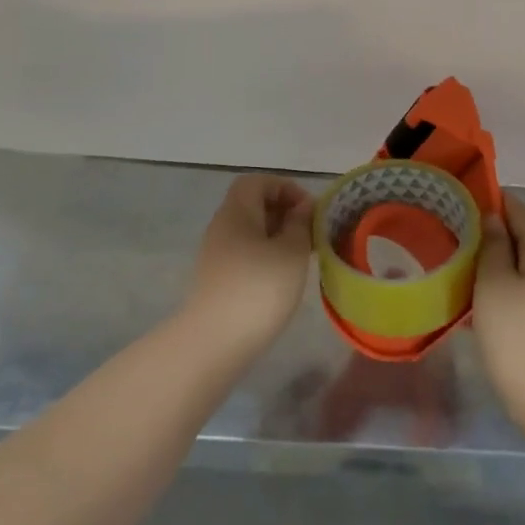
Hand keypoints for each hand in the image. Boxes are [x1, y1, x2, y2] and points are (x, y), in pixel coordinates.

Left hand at [179, 174, 315, 357]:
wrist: (214, 343)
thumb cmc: (259, 289)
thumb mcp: (292, 252)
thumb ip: (300, 224)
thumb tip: (301, 208)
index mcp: (237, 211)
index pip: (257, 182)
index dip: (285, 188)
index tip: (309, 210)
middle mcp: (222, 226)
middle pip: (252, 205)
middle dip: (284, 213)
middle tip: (310, 234)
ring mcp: (216, 254)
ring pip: (250, 231)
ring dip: (277, 237)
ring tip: (301, 258)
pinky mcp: (216, 279)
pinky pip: (244, 253)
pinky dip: (265, 256)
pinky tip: (281, 279)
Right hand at [472, 194, 524, 429]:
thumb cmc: (517, 335)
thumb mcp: (494, 284)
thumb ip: (492, 245)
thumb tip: (492, 219)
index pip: (520, 212)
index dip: (493, 202)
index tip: (462, 201)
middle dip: (493, 233)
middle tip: (457, 234)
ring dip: (498, 261)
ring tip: (465, 263)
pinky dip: (507, 284)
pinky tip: (483, 296)